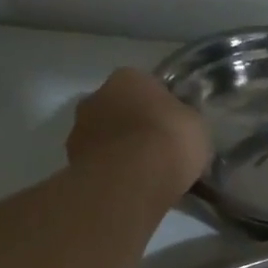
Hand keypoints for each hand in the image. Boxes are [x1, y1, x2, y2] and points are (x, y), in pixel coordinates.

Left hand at [67, 68, 211, 203]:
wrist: (131, 181)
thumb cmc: (169, 141)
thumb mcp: (196, 125)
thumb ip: (185, 119)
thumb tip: (182, 124)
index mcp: (129, 77)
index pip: (147, 87)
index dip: (162, 108)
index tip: (173, 129)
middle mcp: (97, 96)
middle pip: (121, 110)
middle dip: (135, 128)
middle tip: (157, 152)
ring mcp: (79, 130)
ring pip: (106, 138)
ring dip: (119, 151)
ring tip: (143, 177)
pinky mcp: (71, 162)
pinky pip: (98, 164)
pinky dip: (110, 174)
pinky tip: (128, 190)